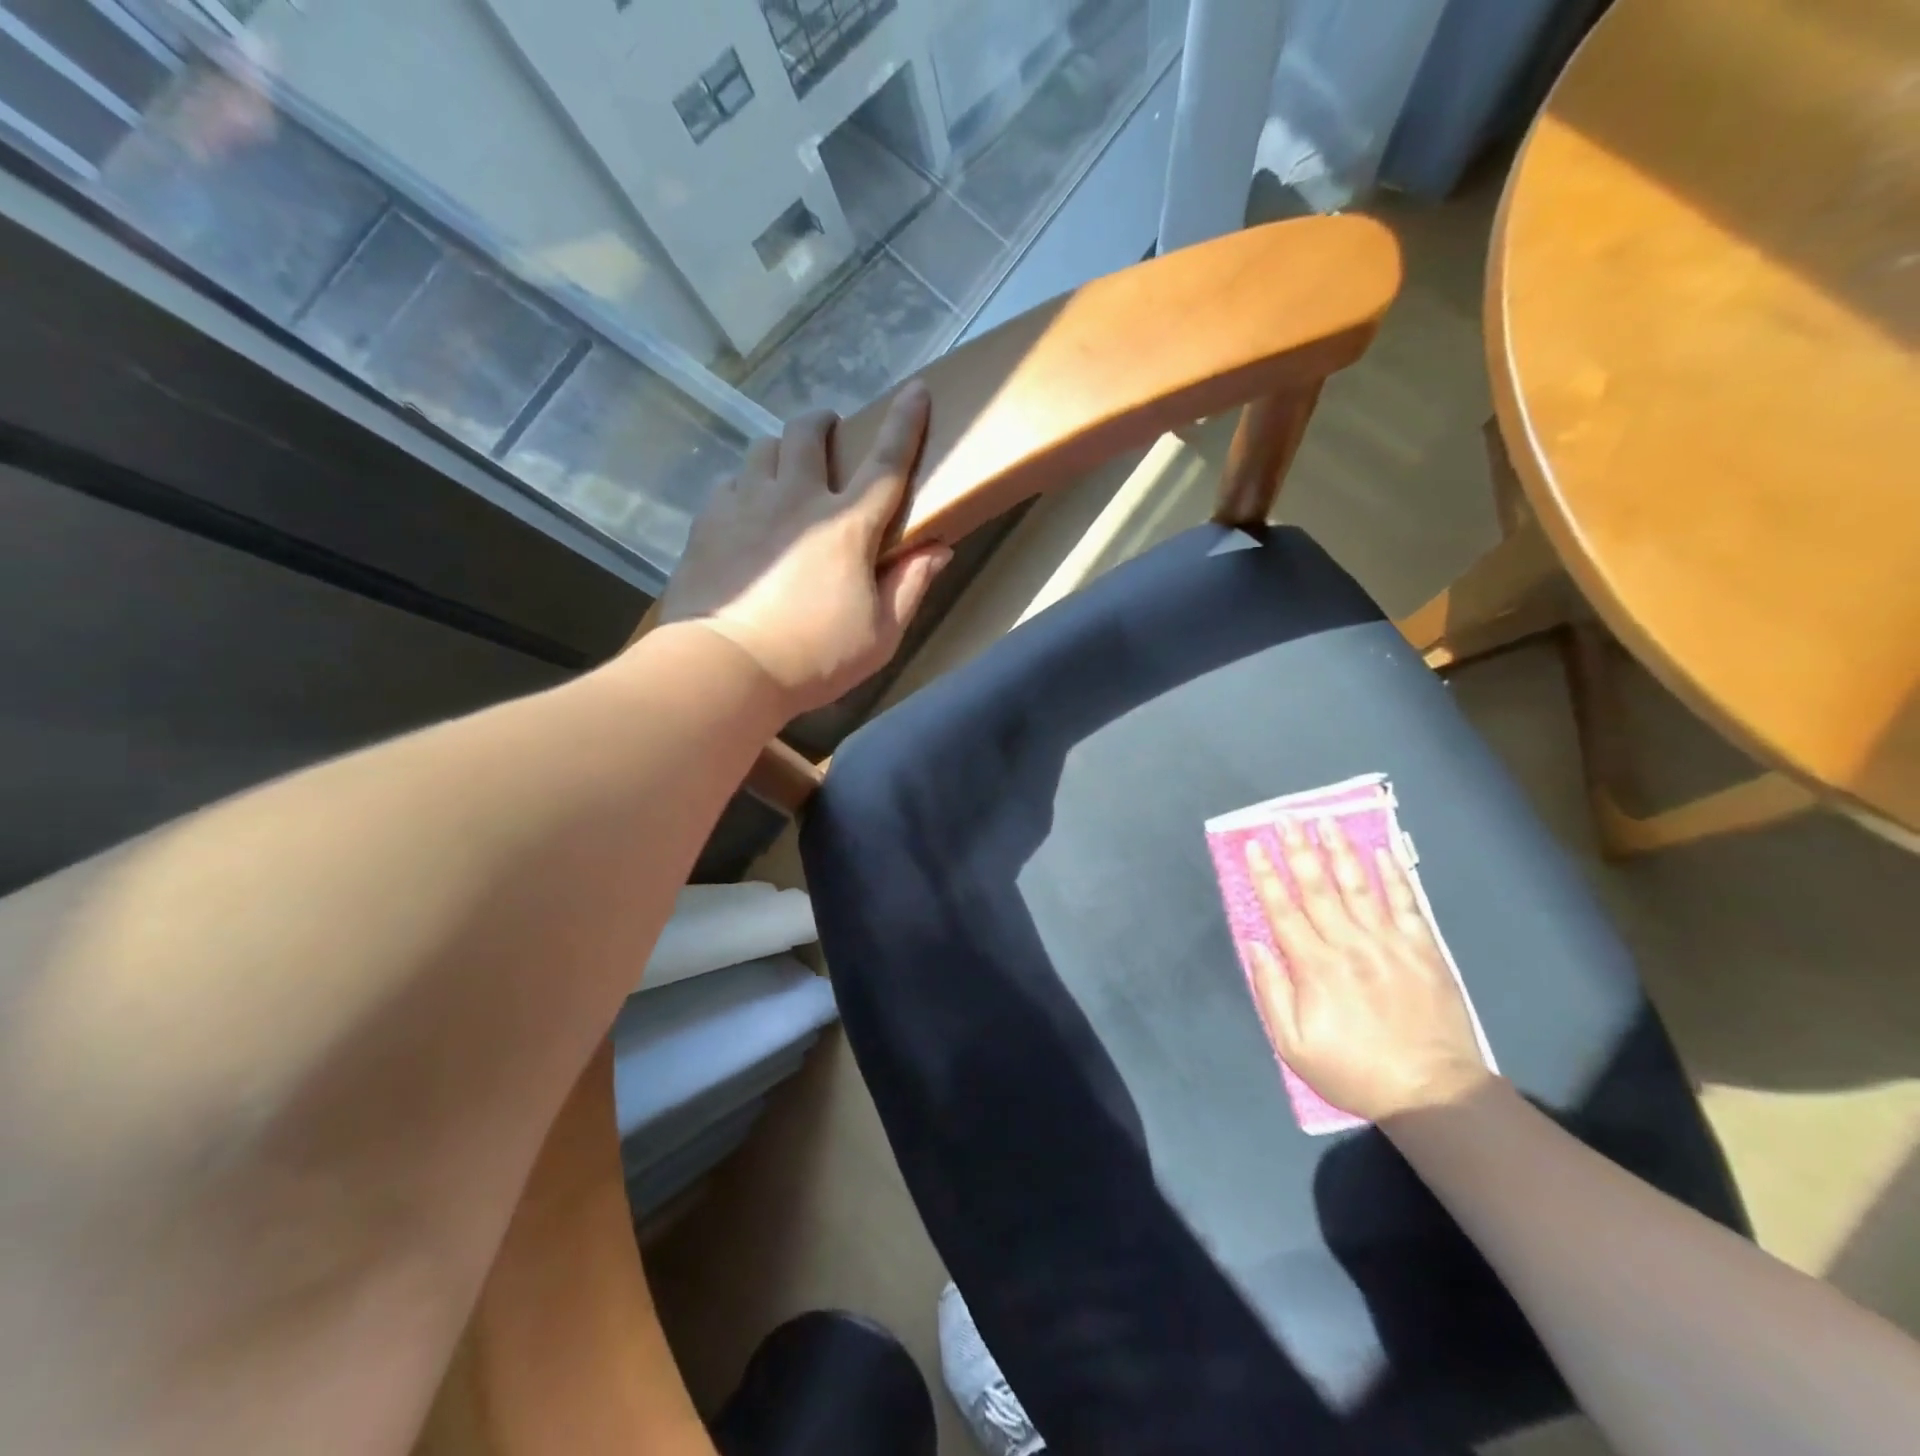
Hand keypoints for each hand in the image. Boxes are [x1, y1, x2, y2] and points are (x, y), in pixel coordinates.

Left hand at [658, 383, 951, 715]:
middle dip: (824, 423)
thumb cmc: (814, 657)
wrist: (725, 667)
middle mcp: (796, 499)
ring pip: (764, 448)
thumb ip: (911, 586)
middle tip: (831, 437)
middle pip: (809, 433)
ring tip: (787, 473)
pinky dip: (747, 484)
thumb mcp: (880, 635)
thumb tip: (938, 548)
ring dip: (782, 449)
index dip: (905, 423)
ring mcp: (746, 504)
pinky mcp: (708, 521)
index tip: (915, 389)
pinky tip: (748, 509)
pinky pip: (731, 481)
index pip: (886, 463)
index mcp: (847, 526)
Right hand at [1244, 818, 1491, 1122]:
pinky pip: (1407, 904)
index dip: (1265, 875)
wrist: (1432, 1093)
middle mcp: (1350, 946)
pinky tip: (1382, 852)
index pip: (1282, 911)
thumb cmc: (1354, 1071)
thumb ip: (1271, 992)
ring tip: (1326, 821)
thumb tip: (1254, 944)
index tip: (1254, 845)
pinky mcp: (1423, 950)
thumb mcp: (1294, 1046)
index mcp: (1315, 968)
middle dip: (1298, 849)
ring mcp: (1390, 944)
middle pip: (1317, 888)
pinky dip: (1394, 876)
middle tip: (1285, 818)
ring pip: (1359, 887)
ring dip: (1340, 851)